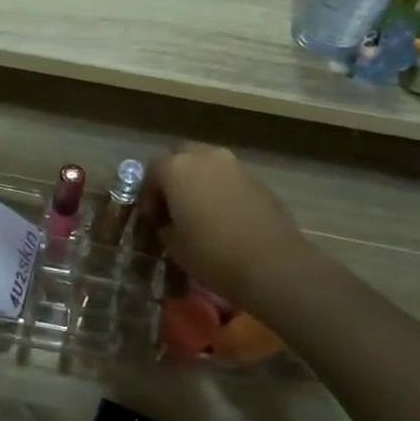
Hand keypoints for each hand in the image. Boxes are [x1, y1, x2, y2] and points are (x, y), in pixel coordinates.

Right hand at [140, 145, 311, 310]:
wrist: (271, 264)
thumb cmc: (211, 253)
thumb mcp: (173, 245)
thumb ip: (165, 225)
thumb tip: (169, 222)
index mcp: (177, 168)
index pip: (152, 171)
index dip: (148, 196)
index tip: (152, 220)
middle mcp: (206, 157)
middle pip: (181, 156)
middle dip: (174, 177)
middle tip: (173, 206)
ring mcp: (236, 166)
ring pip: (208, 165)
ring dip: (200, 182)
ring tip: (200, 213)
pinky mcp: (259, 181)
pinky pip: (230, 179)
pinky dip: (222, 191)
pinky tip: (224, 218)